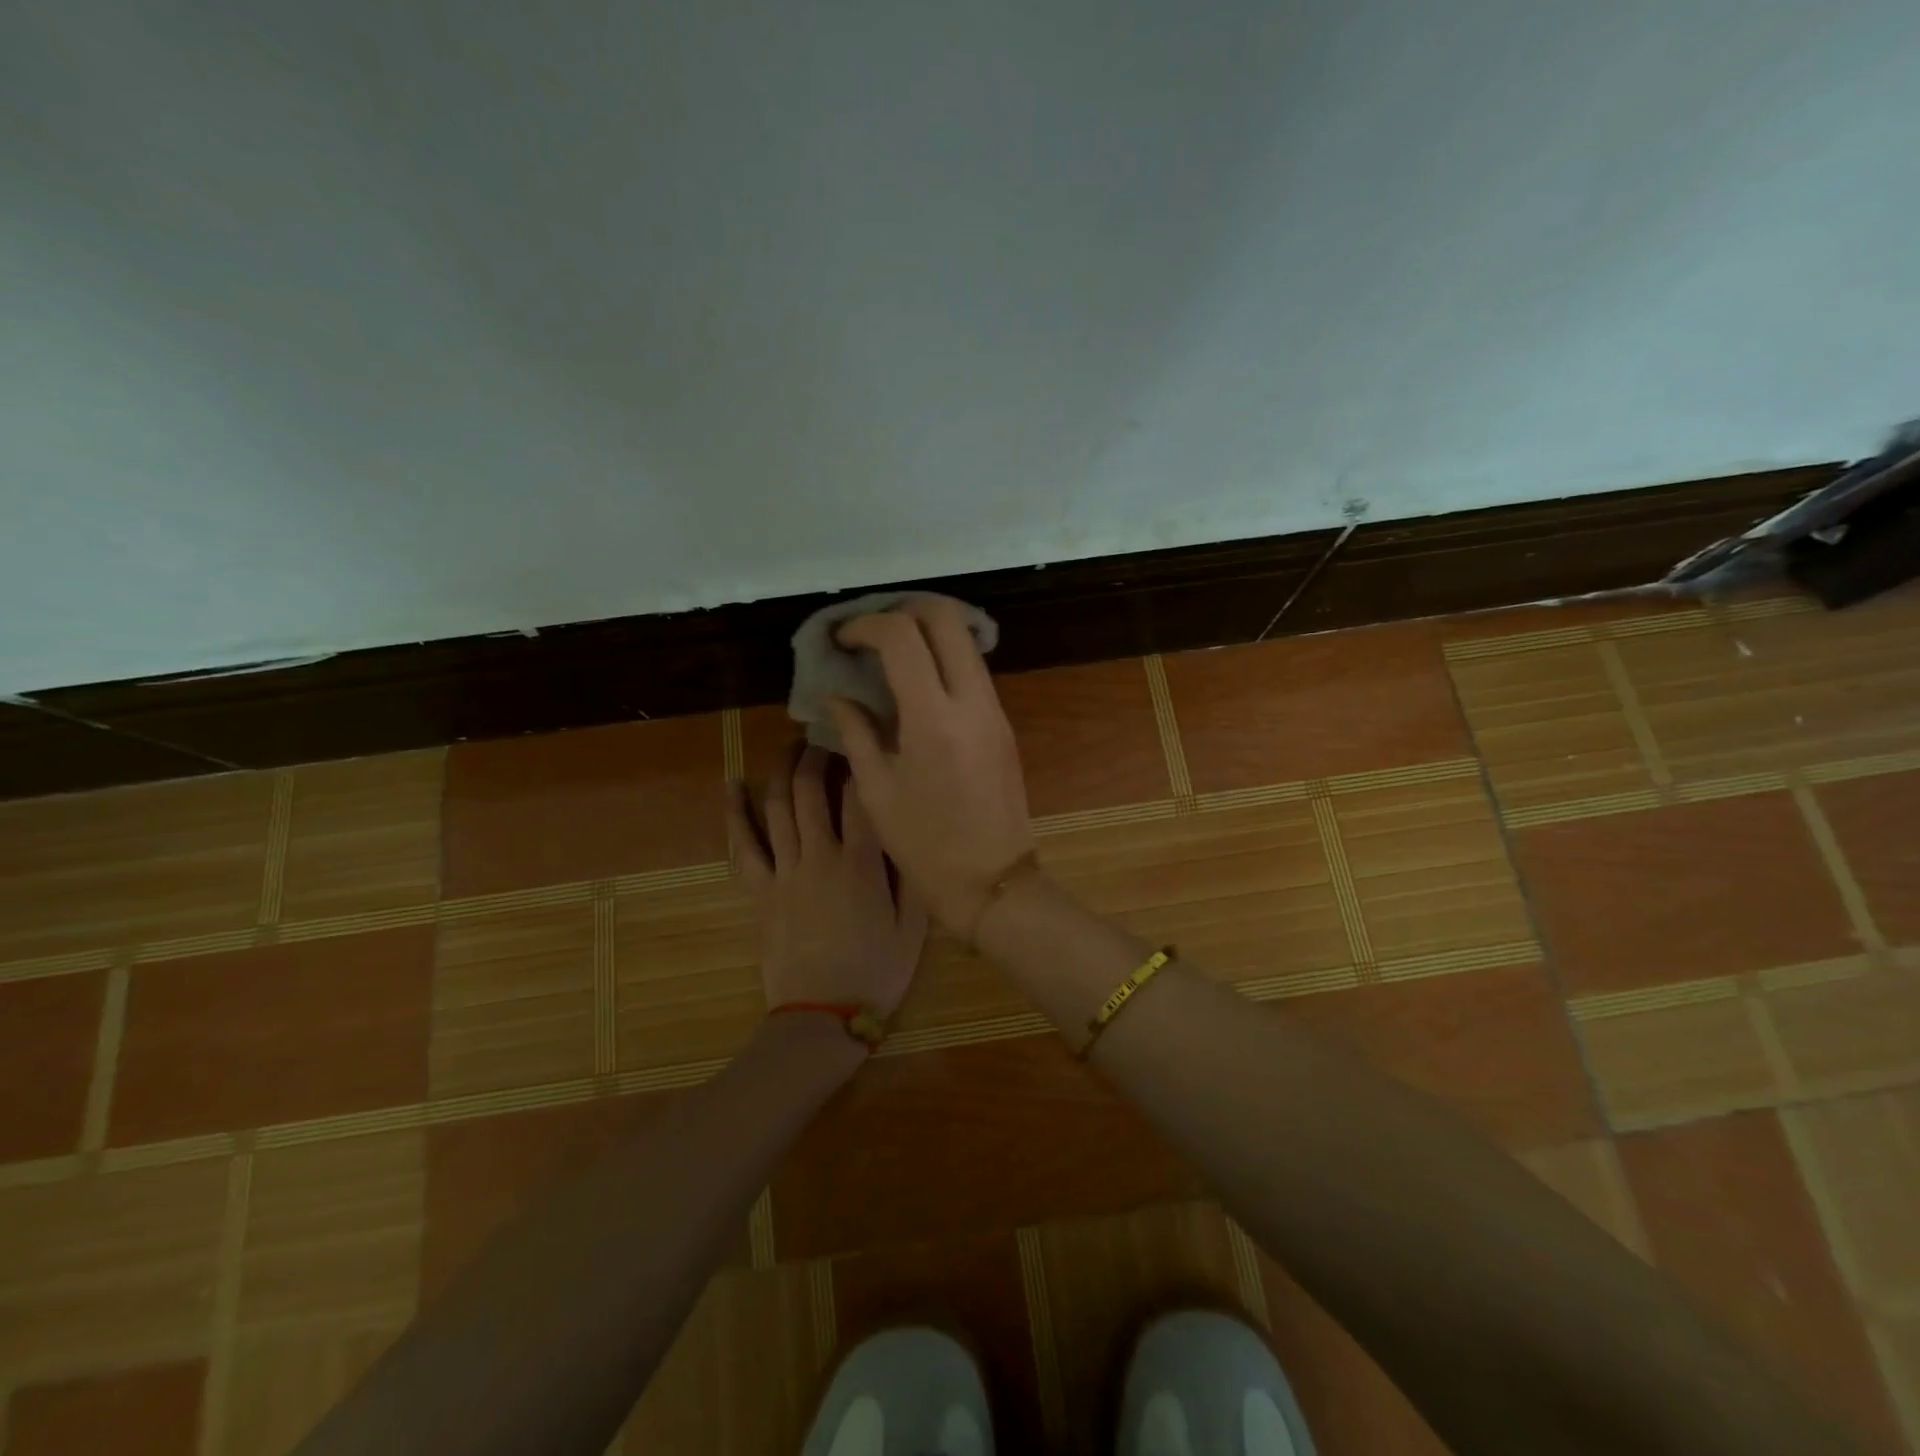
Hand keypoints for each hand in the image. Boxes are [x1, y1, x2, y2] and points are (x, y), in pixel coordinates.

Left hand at [727, 744, 927, 1016]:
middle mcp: (820, 857)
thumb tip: (911, 832)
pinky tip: (732, 785)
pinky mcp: (760, 891)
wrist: (823, 1017)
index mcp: (862, 864)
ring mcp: (785, 872)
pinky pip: (743, 846)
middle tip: (825, 736)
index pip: (861, 799)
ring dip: (783, 771)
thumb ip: (913, 877)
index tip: (866, 742)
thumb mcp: (914, 928)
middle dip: (818, 756)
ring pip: (779, 808)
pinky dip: (735, 813)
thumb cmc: (875, 973)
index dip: (863, 764)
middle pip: (814, 792)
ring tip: (790, 746)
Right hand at [826, 595, 1036, 931]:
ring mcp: (995, 709)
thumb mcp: (877, 790)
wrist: (994, 881)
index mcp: (933, 718)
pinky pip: (974, 669)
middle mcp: (972, 701)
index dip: (866, 625)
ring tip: (890, 651)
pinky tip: (917, 681)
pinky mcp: (1004, 723)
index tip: (843, 639)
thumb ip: (855, 732)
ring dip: (928, 631)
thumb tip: (835, 696)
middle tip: (871, 631)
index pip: (902, 637)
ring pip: (965, 640)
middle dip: (904, 609)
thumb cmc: (926, 845)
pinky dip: (944, 657)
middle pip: (946, 618)